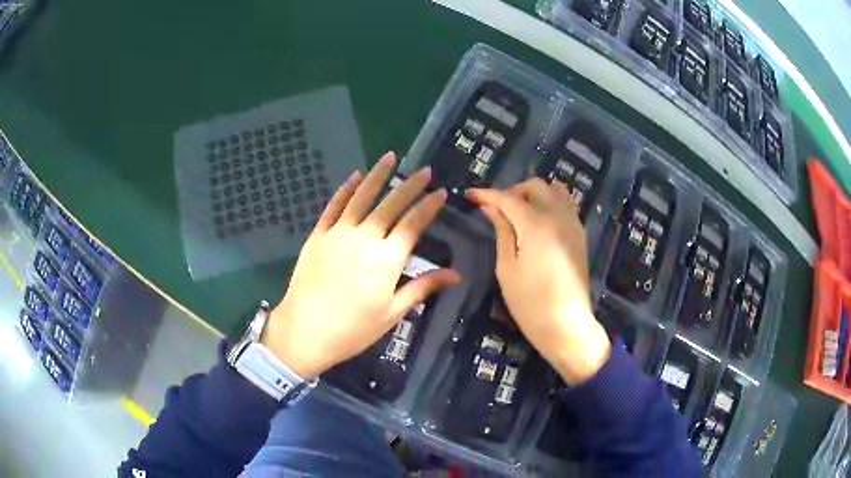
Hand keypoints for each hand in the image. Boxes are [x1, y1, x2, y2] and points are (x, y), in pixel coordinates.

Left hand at [262, 152, 460, 378]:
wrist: (305, 331)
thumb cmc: (353, 329)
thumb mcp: (392, 312)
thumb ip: (422, 287)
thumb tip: (456, 275)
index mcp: (387, 259)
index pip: (414, 224)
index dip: (429, 206)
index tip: (441, 192)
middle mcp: (365, 238)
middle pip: (392, 204)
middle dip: (411, 185)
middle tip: (424, 170)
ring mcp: (339, 233)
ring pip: (362, 196)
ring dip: (378, 175)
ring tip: (390, 157)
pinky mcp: (318, 235)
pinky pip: (334, 206)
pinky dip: (346, 189)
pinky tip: (355, 176)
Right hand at [468, 179, 610, 384]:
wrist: (567, 325)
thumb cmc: (530, 303)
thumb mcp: (507, 268)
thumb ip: (502, 231)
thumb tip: (491, 207)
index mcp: (537, 225)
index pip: (508, 198)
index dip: (487, 194)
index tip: (470, 194)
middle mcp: (559, 216)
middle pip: (536, 186)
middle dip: (513, 191)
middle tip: (497, 209)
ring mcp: (573, 224)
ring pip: (555, 190)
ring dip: (535, 194)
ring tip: (520, 213)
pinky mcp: (580, 234)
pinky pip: (565, 205)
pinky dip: (550, 203)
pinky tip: (538, 223)